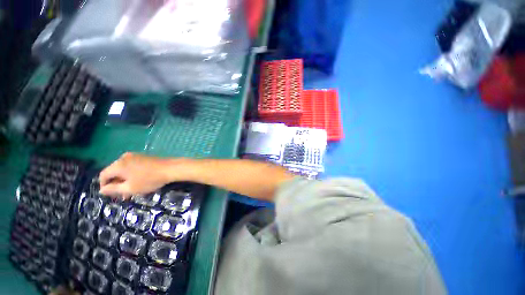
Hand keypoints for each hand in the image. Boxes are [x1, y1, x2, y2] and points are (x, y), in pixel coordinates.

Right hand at [99, 152, 181, 198]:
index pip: (103, 175)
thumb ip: (113, 189)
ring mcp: (135, 156)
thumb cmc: (149, 180)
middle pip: (114, 172)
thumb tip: (101, 190)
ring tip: (131, 192)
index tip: (111, 195)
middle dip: (117, 185)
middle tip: (123, 196)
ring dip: (125, 181)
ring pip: (124, 170)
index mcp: (118, 164)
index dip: (104, 186)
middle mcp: (124, 157)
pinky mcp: (144, 157)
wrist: (171, 168)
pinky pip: (132, 166)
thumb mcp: (130, 188)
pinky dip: (132, 175)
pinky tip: (139, 183)